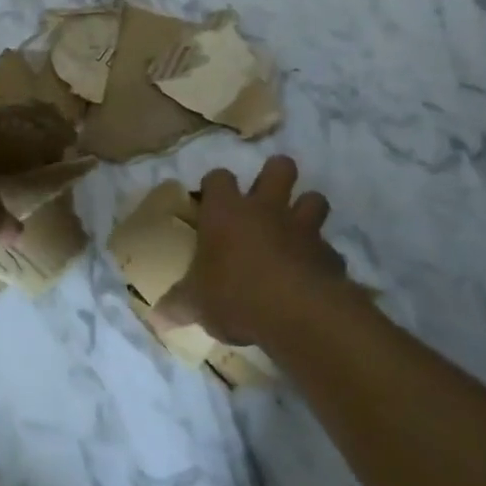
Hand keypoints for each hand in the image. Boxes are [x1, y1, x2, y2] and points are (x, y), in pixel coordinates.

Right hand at [156, 156, 350, 343]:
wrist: (296, 312)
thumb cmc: (234, 295)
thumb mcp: (196, 304)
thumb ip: (178, 305)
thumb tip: (156, 317)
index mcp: (226, 212)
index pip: (218, 178)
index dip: (215, 185)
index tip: (210, 200)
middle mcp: (266, 209)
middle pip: (279, 167)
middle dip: (276, 175)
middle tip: (266, 197)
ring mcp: (302, 228)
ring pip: (315, 199)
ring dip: (307, 210)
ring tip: (296, 230)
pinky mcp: (329, 255)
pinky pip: (329, 250)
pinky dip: (322, 259)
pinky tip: (315, 275)